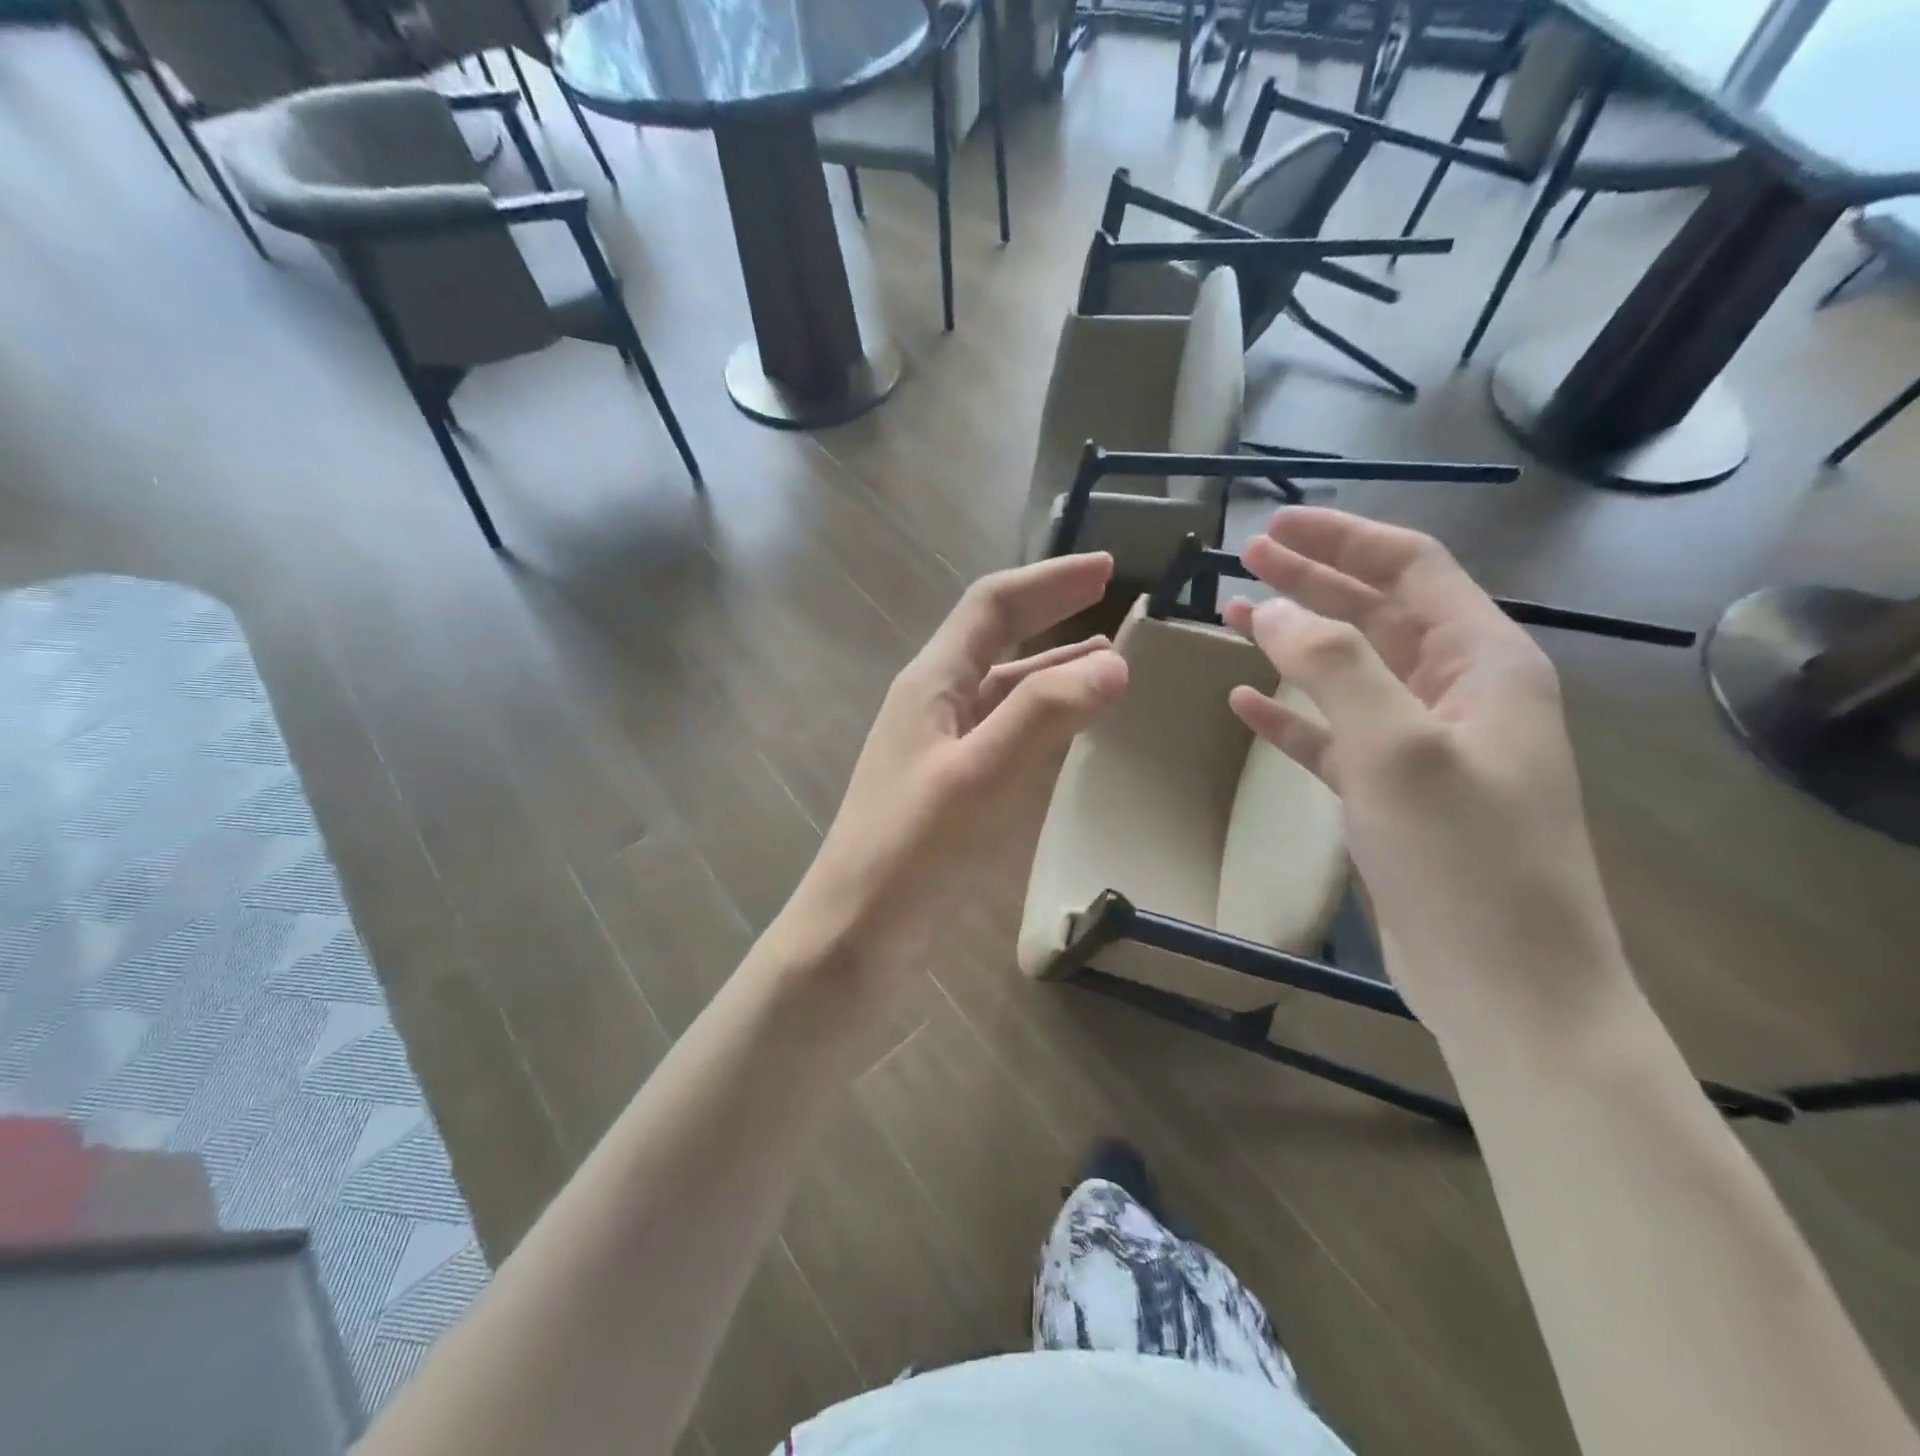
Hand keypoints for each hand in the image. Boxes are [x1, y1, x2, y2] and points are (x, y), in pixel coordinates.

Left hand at [783, 554, 1128, 986]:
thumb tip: (1113, 663)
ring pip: (1005, 691)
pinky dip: (1044, 721)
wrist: (856, 937)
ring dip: (1054, 670)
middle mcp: (934, 706)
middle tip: (1115, 607)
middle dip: (1054, 617)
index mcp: (931, 684)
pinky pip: (1006, 736)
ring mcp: (941, 750)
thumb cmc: (910, 853)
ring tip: (1108, 665)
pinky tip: (1071, 734)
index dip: (1048, 581)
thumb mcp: (979, 775)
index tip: (1107, 567)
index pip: (992, 607)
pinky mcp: (951, 791)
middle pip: (998, 641)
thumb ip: (1043, 714)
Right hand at [1223, 509, 1628, 1031]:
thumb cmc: (1466, 857)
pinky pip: (1333, 734)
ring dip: (1295, 642)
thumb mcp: (1400, 746)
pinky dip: (1291, 715)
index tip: (1274, 526)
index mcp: (1484, 663)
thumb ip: (1336, 665)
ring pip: (1350, 672)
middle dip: (1313, 581)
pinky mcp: (1391, 793)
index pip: (1412, 569)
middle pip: (1378, 613)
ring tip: (1234, 617)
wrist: (1506, 985)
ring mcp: (1423, 746)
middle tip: (1245, 559)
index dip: (1343, 540)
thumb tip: (1273, 610)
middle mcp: (1458, 693)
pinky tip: (1245, 703)